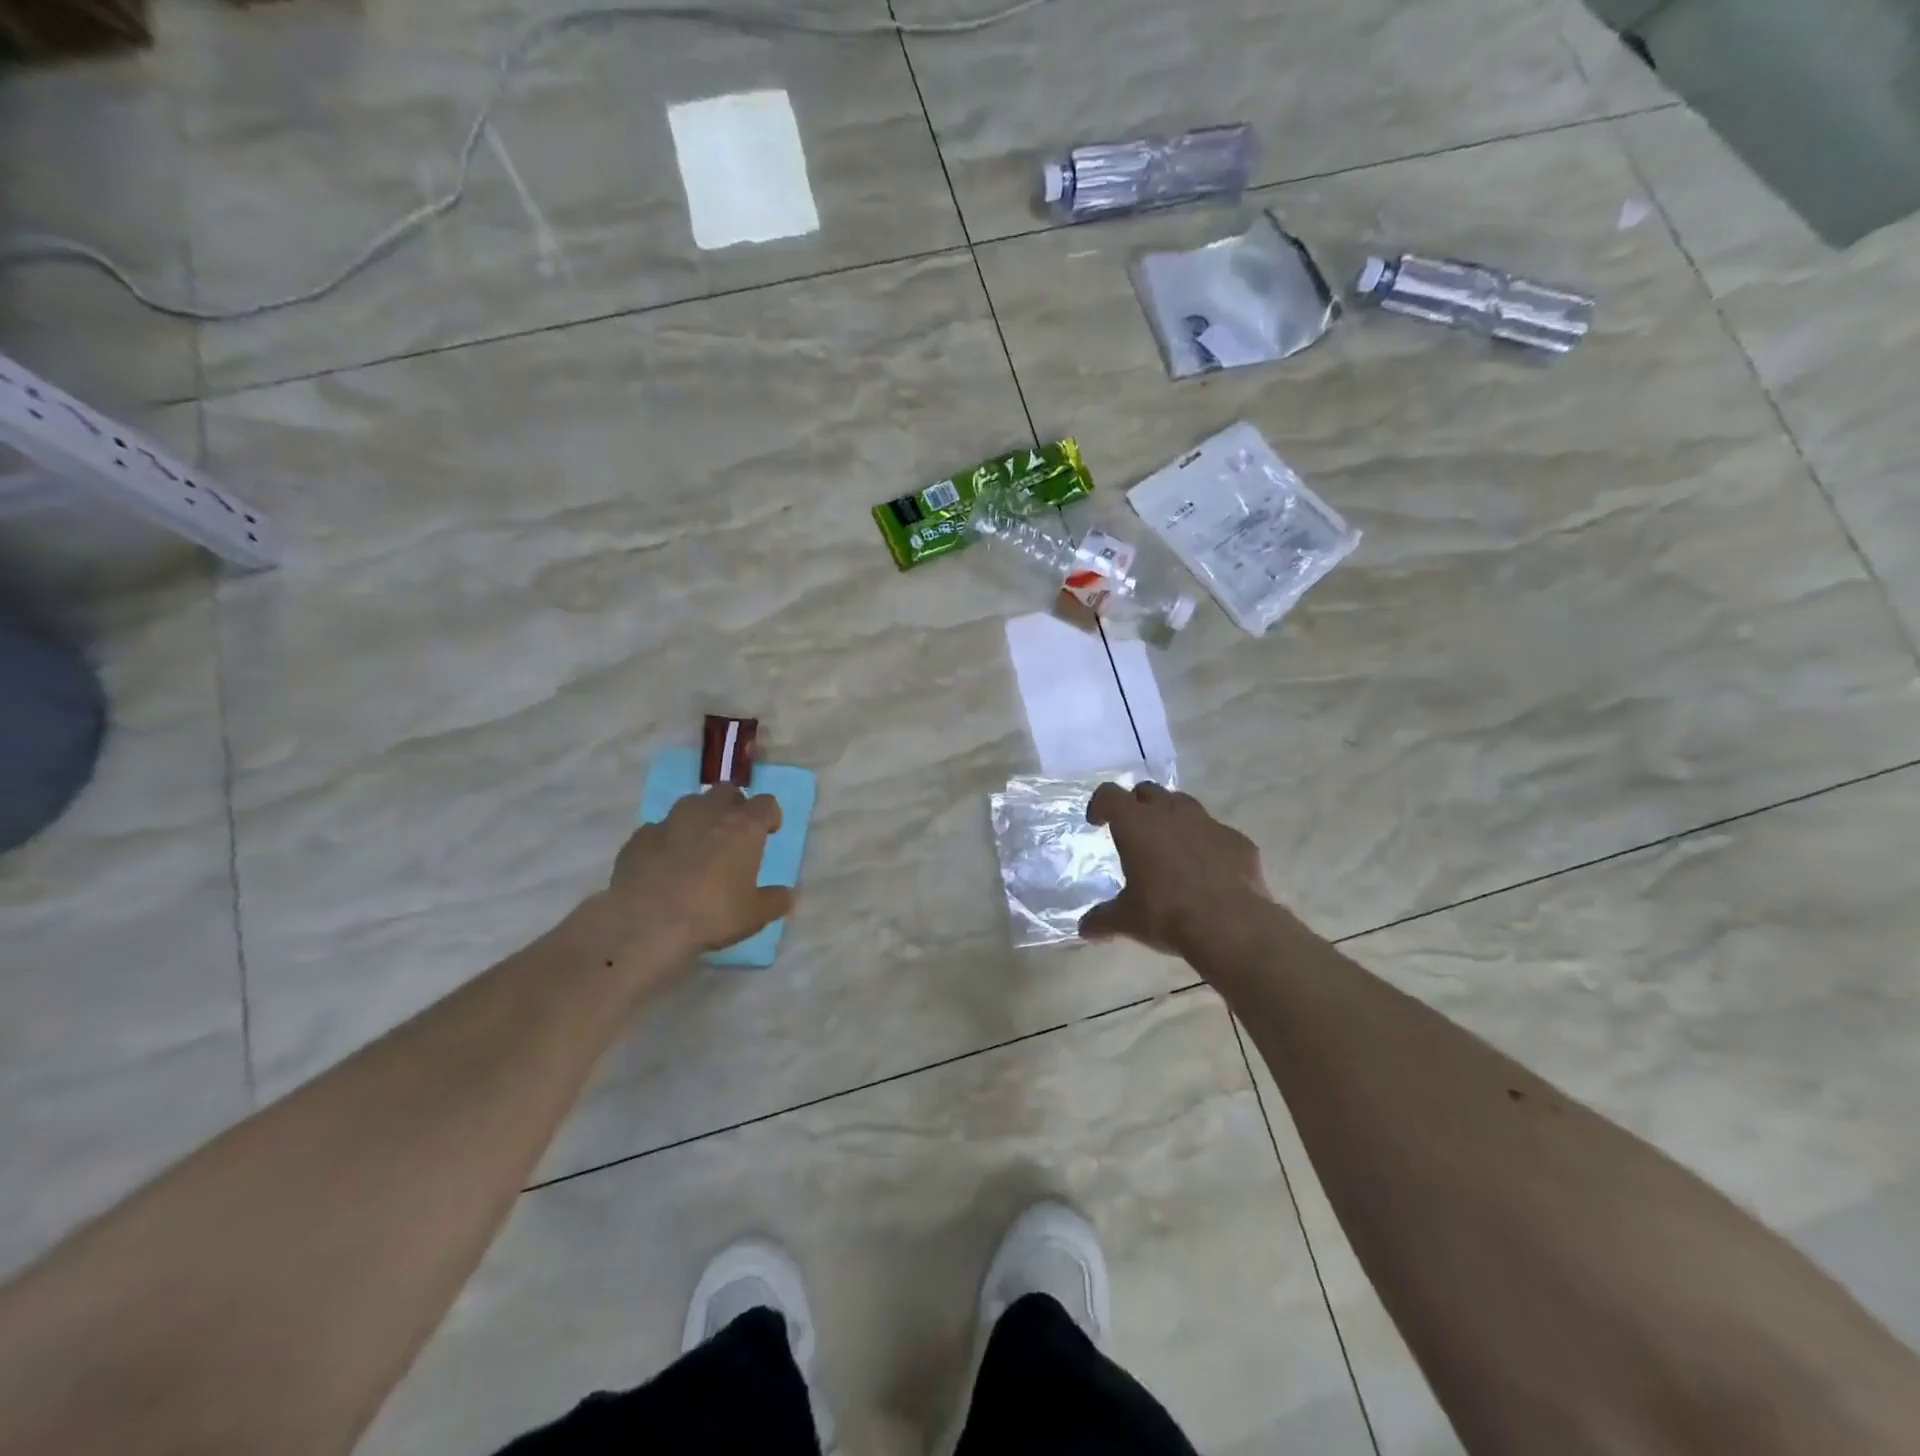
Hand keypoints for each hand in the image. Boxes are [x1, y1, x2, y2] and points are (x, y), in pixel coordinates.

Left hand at [603, 787, 792, 955]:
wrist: (646, 923)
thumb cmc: (712, 914)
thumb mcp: (754, 915)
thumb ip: (775, 901)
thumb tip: (788, 894)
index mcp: (744, 826)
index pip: (765, 803)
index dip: (770, 815)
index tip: (769, 831)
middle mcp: (709, 813)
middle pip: (727, 792)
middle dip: (734, 806)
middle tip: (734, 832)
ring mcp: (670, 821)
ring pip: (690, 804)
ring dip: (699, 818)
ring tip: (698, 845)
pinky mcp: (640, 837)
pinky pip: (659, 829)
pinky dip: (667, 839)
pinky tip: (664, 863)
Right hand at [1080, 781, 1271, 958]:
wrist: (1230, 925)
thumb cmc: (1167, 914)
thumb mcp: (1127, 919)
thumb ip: (1103, 918)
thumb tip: (1085, 929)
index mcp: (1136, 824)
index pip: (1110, 795)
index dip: (1100, 804)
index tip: (1097, 822)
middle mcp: (1170, 813)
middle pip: (1148, 791)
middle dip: (1137, 805)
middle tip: (1133, 830)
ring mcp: (1208, 823)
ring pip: (1184, 804)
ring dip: (1172, 817)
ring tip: (1169, 845)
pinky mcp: (1237, 839)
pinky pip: (1215, 832)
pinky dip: (1205, 842)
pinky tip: (1206, 868)